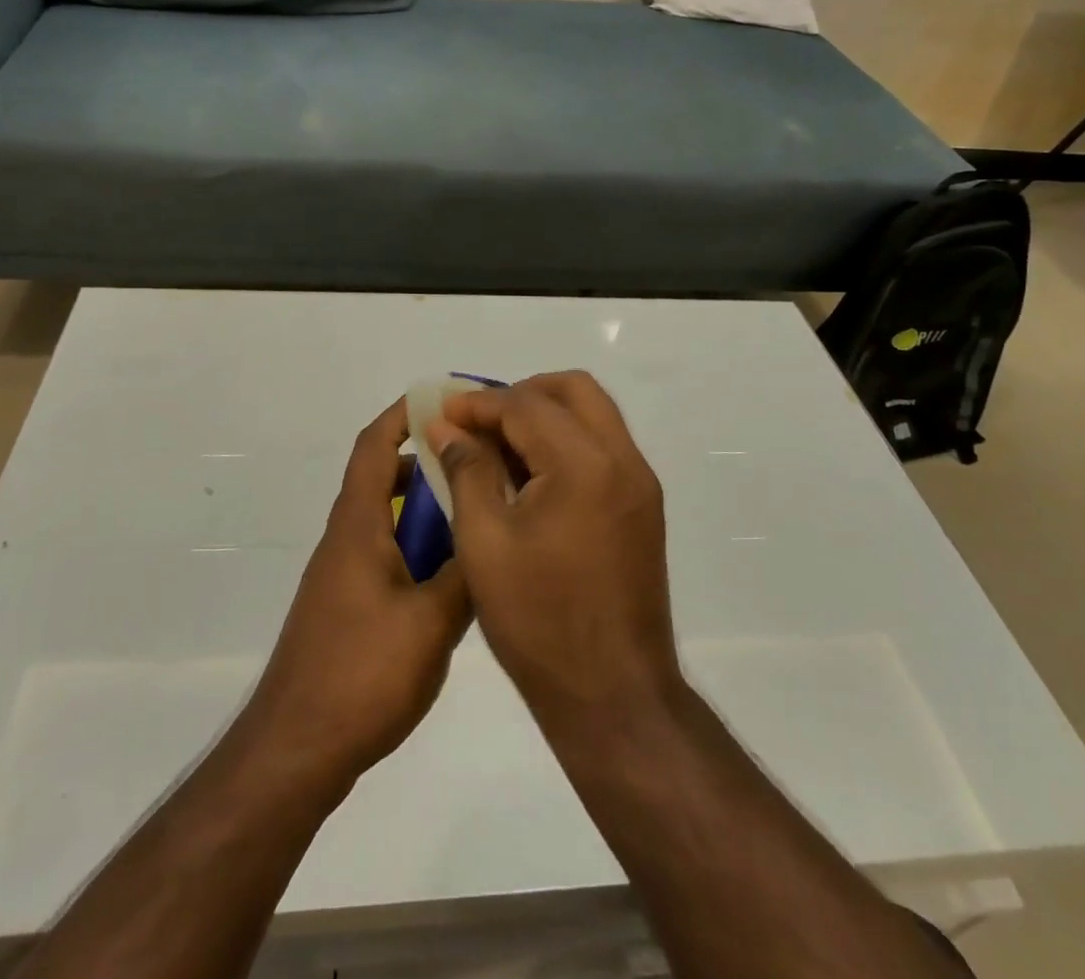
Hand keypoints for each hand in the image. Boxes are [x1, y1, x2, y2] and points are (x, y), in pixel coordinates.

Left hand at [245, 398, 471, 785]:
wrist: (296, 749)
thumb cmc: (362, 674)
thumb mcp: (432, 622)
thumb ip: (466, 573)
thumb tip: (493, 530)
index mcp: (358, 526)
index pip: (375, 446)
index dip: (403, 414)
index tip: (443, 398)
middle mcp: (346, 538)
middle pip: (384, 478)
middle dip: (427, 459)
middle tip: (479, 459)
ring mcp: (343, 574)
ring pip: (388, 518)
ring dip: (425, 507)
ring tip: (476, 512)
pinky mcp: (347, 605)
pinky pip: (386, 553)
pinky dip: (417, 545)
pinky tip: (452, 575)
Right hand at [427, 372, 680, 728]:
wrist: (614, 695)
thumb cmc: (538, 621)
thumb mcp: (484, 542)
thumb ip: (467, 471)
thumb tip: (447, 428)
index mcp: (584, 465)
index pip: (526, 405)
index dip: (478, 403)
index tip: (442, 412)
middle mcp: (622, 460)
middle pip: (573, 389)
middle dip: (521, 393)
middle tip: (478, 421)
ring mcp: (639, 483)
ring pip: (593, 413)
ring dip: (545, 414)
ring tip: (498, 445)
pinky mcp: (642, 506)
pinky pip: (603, 446)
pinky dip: (565, 441)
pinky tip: (529, 475)